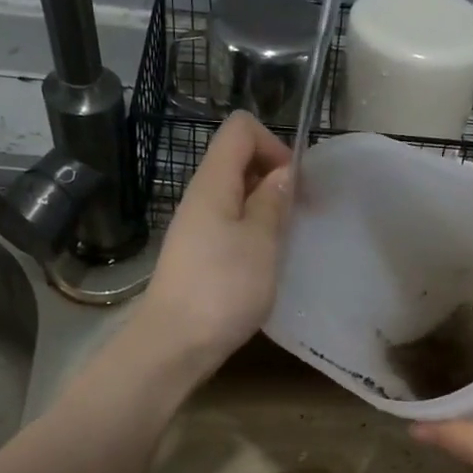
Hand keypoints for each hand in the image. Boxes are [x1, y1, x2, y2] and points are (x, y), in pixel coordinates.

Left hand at [133, 112, 292, 379]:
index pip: (240, 129)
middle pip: (237, 160)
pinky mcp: (197, 255)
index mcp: (213, 183)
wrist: (174, 344)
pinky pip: (229, 225)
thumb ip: (272, 202)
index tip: (295, 184)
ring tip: (284, 243)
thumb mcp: (260, 242)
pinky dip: (252, 233)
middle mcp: (200, 197)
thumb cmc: (223, 288)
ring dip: (265, 209)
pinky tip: (264, 263)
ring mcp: (196, 227)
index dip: (274, 144)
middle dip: (273, 177)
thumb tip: (283, 172)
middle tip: (297, 216)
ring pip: (235, 196)